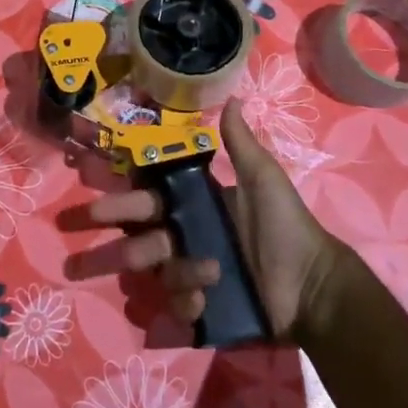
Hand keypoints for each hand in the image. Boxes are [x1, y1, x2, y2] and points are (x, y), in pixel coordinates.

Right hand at [87, 103, 350, 343]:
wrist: (312, 284)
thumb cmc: (285, 226)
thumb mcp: (263, 179)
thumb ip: (241, 144)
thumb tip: (233, 98)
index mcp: (194, 207)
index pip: (148, 200)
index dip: (123, 200)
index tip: (95, 200)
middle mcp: (185, 240)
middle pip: (140, 240)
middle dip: (117, 245)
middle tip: (106, 251)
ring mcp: (191, 276)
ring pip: (161, 273)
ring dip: (177, 271)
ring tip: (207, 272)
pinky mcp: (202, 309)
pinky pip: (179, 306)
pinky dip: (189, 303)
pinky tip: (208, 301)